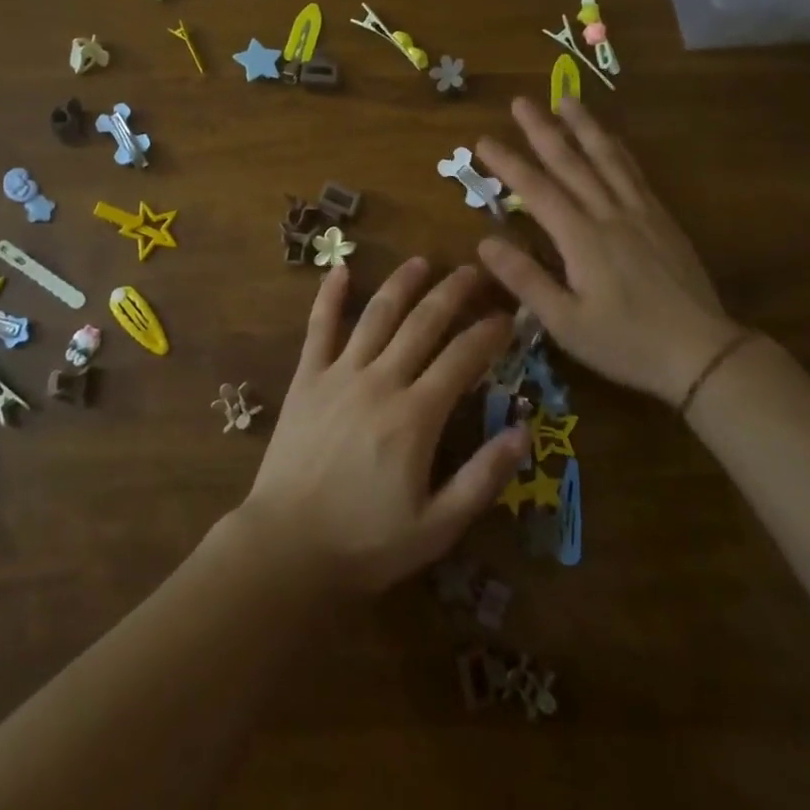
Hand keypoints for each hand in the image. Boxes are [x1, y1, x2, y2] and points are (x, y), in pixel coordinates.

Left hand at [238, 259, 530, 593]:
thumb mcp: (437, 527)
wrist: (286, 547)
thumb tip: (523, 432)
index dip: (489, 334)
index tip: (508, 317)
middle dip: (452, 293)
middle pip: (423, 323)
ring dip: (401, 284)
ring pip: (377, 315)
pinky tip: (340, 269)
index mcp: (415, 416)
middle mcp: (380, 381)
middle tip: (473, 272)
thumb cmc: (365, 542)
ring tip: (421, 262)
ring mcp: (339, 374)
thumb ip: (482, 478)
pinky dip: (329, 296)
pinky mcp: (306, 378)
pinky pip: (319, 327)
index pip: (462, 359)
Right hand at [476, 96, 747, 405]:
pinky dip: (617, 149)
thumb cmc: (626, 343)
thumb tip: (485, 242)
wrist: (702, 353)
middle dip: (542, 130)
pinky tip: (611, 139)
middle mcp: (609, 214)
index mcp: (581, 239)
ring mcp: (639, 213)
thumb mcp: (566, 323)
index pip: (536, 190)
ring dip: (584, 127)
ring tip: (566, 99)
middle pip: (571, 162)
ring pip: (607, 158)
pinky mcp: (661, 219)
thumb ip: (525, 280)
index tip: (483, 140)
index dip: (508, 163)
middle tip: (521, 102)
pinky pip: (634, 173)